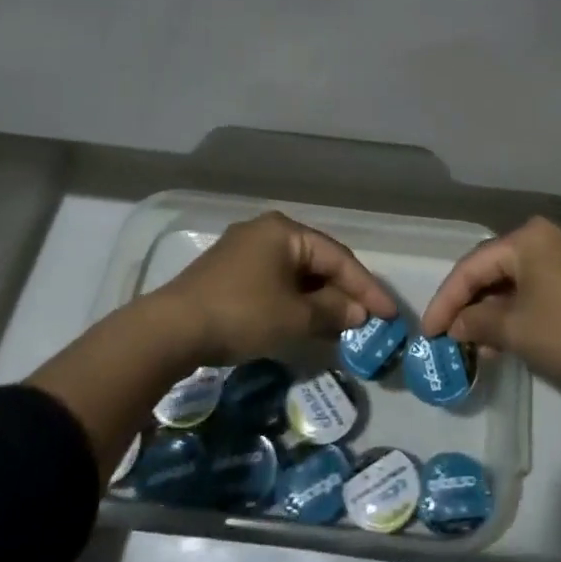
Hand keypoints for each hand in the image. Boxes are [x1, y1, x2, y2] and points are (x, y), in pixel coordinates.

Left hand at [147, 211, 398, 367]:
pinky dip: (295, 301)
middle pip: (317, 262)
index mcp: (285, 231)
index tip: (390, 313)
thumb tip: (358, 313)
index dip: (366, 287)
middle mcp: (266, 231)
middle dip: (343, 292)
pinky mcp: (229, 272)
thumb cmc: (241, 313)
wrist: (170, 330)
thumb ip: (332, 312)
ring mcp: (244, 250)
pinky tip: (306, 322)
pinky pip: (275, 282)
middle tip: (367, 319)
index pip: (338, 257)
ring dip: (319, 299)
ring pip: (295, 274)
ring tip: (342, 325)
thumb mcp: (293, 317)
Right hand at [420, 217, 560, 383]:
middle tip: (451, 336)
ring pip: (516, 280)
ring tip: (478, 344)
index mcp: (526, 238)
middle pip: (493, 268)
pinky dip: (519, 309)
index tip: (429, 332)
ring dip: (494, 310)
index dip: (446, 301)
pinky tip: (510, 336)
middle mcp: (545, 236)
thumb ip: (478, 323)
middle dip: (470, 304)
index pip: (471, 266)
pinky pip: (538, 286)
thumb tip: (456, 326)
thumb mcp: (517, 330)